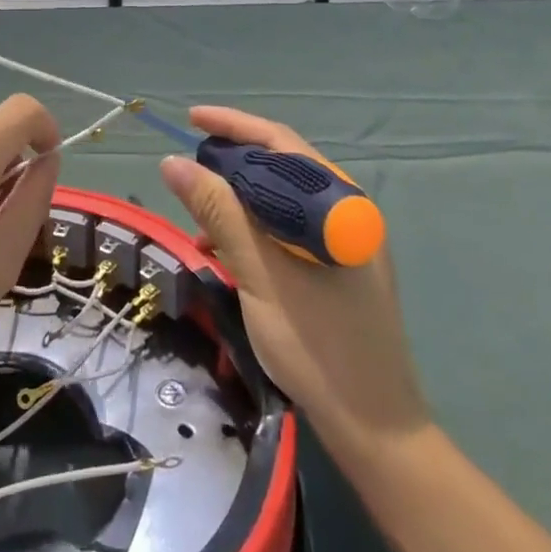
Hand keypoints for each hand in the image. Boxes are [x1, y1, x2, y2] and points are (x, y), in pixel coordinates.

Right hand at [160, 107, 428, 449]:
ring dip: (238, 201)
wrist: (375, 432)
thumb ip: (219, 212)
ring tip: (198, 220)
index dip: (233, 125)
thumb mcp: (260, 274)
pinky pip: (287, 229)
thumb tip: (174, 163)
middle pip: (281, 167)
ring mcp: (345, 241)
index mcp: (340, 205)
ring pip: (281, 200)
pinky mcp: (337, 267)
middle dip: (231, 163)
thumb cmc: (318, 346)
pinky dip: (252, 231)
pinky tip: (223, 251)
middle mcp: (347, 212)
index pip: (281, 143)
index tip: (191, 120)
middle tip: (188, 169)